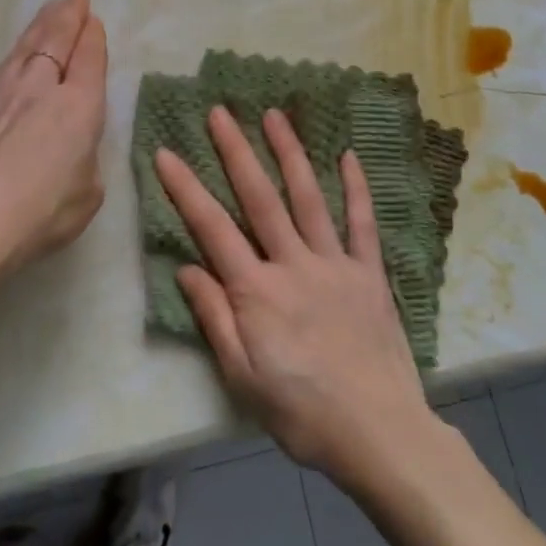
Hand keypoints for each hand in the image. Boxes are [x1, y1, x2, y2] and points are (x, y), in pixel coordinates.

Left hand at [0, 0, 108, 280]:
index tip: (93, 21)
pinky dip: (14, 54)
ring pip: (24, 46)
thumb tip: (69, 149)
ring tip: (49, 9)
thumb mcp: (87, 194)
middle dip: (68, 14)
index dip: (93, 38)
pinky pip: (0, 68)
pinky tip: (14, 57)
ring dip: (40, 25)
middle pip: (55, 39)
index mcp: (78, 107)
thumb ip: (84, 161)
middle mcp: (39, 87)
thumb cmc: (39, 215)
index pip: (89, 60)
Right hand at [157, 107, 431, 483]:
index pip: (212, 228)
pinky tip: (347, 156)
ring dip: (289, 153)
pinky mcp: (369, 273)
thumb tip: (187, 268)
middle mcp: (293, 265)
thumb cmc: (302, 412)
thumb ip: (214, 318)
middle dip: (236, 152)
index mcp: (257, 291)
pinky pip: (362, 223)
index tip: (166, 153)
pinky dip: (356, 188)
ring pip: (308, 198)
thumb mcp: (242, 377)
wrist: (379, 433)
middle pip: (260, 198)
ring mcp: (335, 264)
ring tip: (274, 115)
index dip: (185, 189)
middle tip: (220, 112)